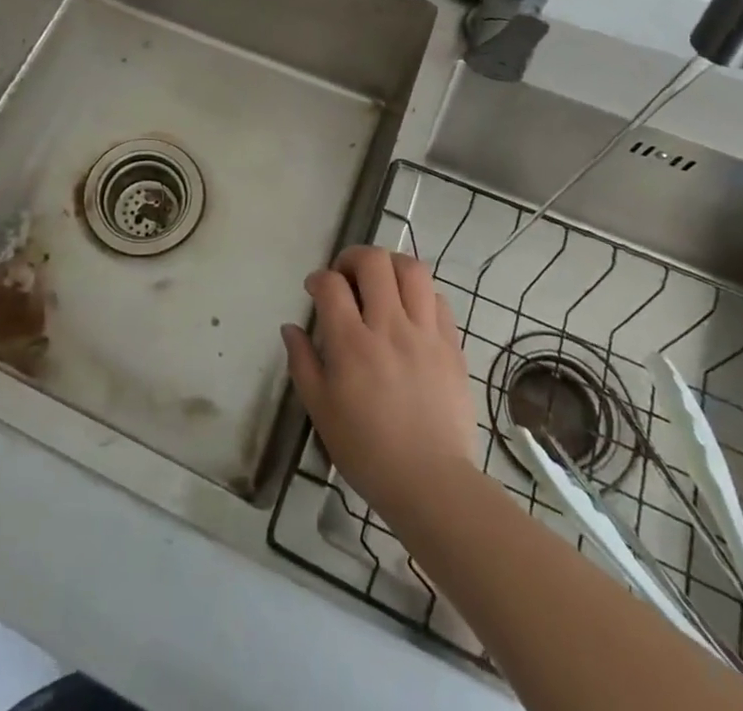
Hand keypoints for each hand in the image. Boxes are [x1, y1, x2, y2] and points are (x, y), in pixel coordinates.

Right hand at [281, 246, 479, 521]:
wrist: (432, 484)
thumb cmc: (367, 451)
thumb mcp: (320, 410)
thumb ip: (302, 362)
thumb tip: (291, 328)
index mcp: (352, 344)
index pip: (331, 284)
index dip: (319, 278)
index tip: (315, 290)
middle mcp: (389, 327)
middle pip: (374, 262)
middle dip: (353, 258)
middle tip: (346, 276)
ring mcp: (425, 334)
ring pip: (412, 270)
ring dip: (390, 266)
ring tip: (381, 282)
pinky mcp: (452, 346)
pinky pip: (439, 300)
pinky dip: (421, 294)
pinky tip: (410, 311)